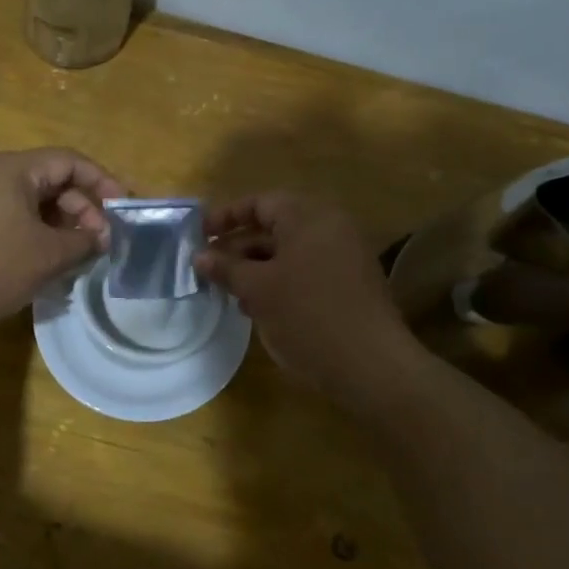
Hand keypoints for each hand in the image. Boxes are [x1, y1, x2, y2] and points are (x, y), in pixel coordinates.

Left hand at [0, 148, 125, 332]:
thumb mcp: (47, 255)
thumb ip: (83, 241)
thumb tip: (102, 237)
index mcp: (15, 169)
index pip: (71, 162)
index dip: (103, 182)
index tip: (123, 210)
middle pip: (53, 182)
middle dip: (83, 210)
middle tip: (101, 243)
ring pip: (34, 204)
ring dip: (62, 227)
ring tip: (79, 257)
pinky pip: (15, 220)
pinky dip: (38, 236)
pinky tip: (48, 264)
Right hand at [195, 192, 416, 405]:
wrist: (369, 365)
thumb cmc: (307, 315)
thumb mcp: (258, 290)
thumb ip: (226, 268)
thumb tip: (199, 256)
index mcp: (309, 217)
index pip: (260, 203)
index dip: (225, 217)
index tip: (198, 236)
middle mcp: (330, 228)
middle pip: (275, 227)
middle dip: (239, 247)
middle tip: (209, 268)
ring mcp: (345, 257)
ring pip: (290, 253)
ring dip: (257, 268)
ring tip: (229, 292)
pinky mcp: (350, 285)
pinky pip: (307, 272)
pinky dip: (280, 282)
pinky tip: (260, 309)